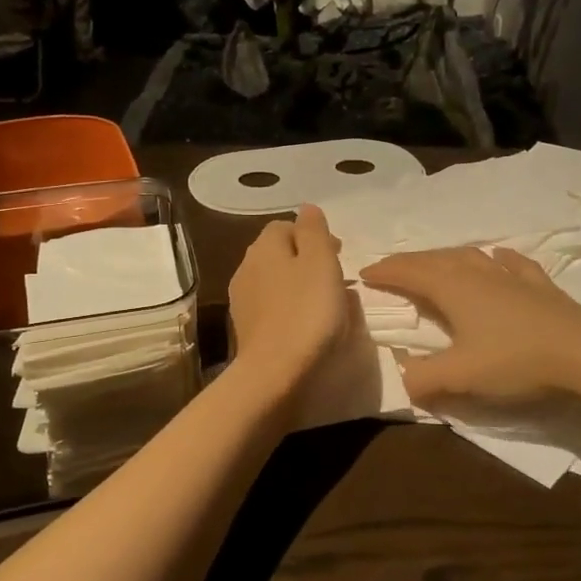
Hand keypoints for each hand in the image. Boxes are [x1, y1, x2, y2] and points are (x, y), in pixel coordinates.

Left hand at [228, 205, 351, 391]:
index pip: (286, 225)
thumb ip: (314, 230)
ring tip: (324, 304)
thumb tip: (307, 208)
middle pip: (279, 253)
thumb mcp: (321, 262)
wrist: (275, 372)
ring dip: (297, 286)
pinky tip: (306, 326)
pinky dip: (289, 309)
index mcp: (264, 247)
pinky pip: (272, 307)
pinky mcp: (246, 328)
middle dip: (305, 260)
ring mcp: (242, 300)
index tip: (339, 254)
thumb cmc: (306, 312)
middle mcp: (247, 267)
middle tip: (335, 279)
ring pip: (275, 281)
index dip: (313, 236)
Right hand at [362, 246, 580, 405]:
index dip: (386, 272)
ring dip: (446, 258)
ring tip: (435, 263)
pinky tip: (499, 257)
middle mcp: (478, 273)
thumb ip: (425, 378)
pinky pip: (512, 263)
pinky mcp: (539, 285)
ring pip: (470, 257)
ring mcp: (511, 276)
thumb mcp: (461, 376)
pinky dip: (497, 259)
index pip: (410, 273)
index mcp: (453, 288)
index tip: (365, 273)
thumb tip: (403, 380)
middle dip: (409, 262)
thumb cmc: (516, 360)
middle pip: (436, 259)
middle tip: (391, 268)